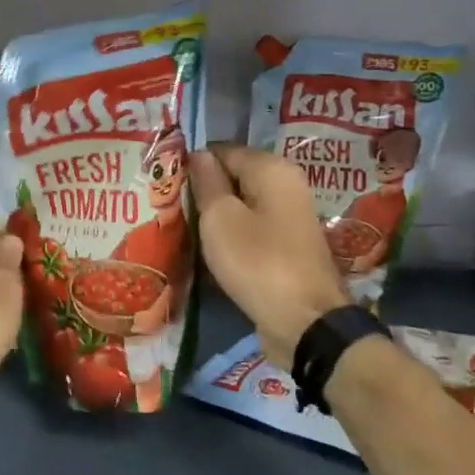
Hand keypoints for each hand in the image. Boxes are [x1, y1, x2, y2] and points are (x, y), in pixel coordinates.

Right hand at [190, 145, 346, 371]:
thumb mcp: (220, 218)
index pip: (221, 151)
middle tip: (171, 208)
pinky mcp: (288, 246)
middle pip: (234, 176)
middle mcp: (286, 185)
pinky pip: (252, 228)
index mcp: (272, 169)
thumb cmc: (258, 262)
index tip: (167, 184)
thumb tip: (199, 155)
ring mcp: (290, 217)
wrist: (306, 324)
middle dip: (205, 190)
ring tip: (186, 228)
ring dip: (217, 216)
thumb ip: (207, 182)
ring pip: (242, 205)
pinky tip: (211, 248)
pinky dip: (233, 235)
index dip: (193, 165)